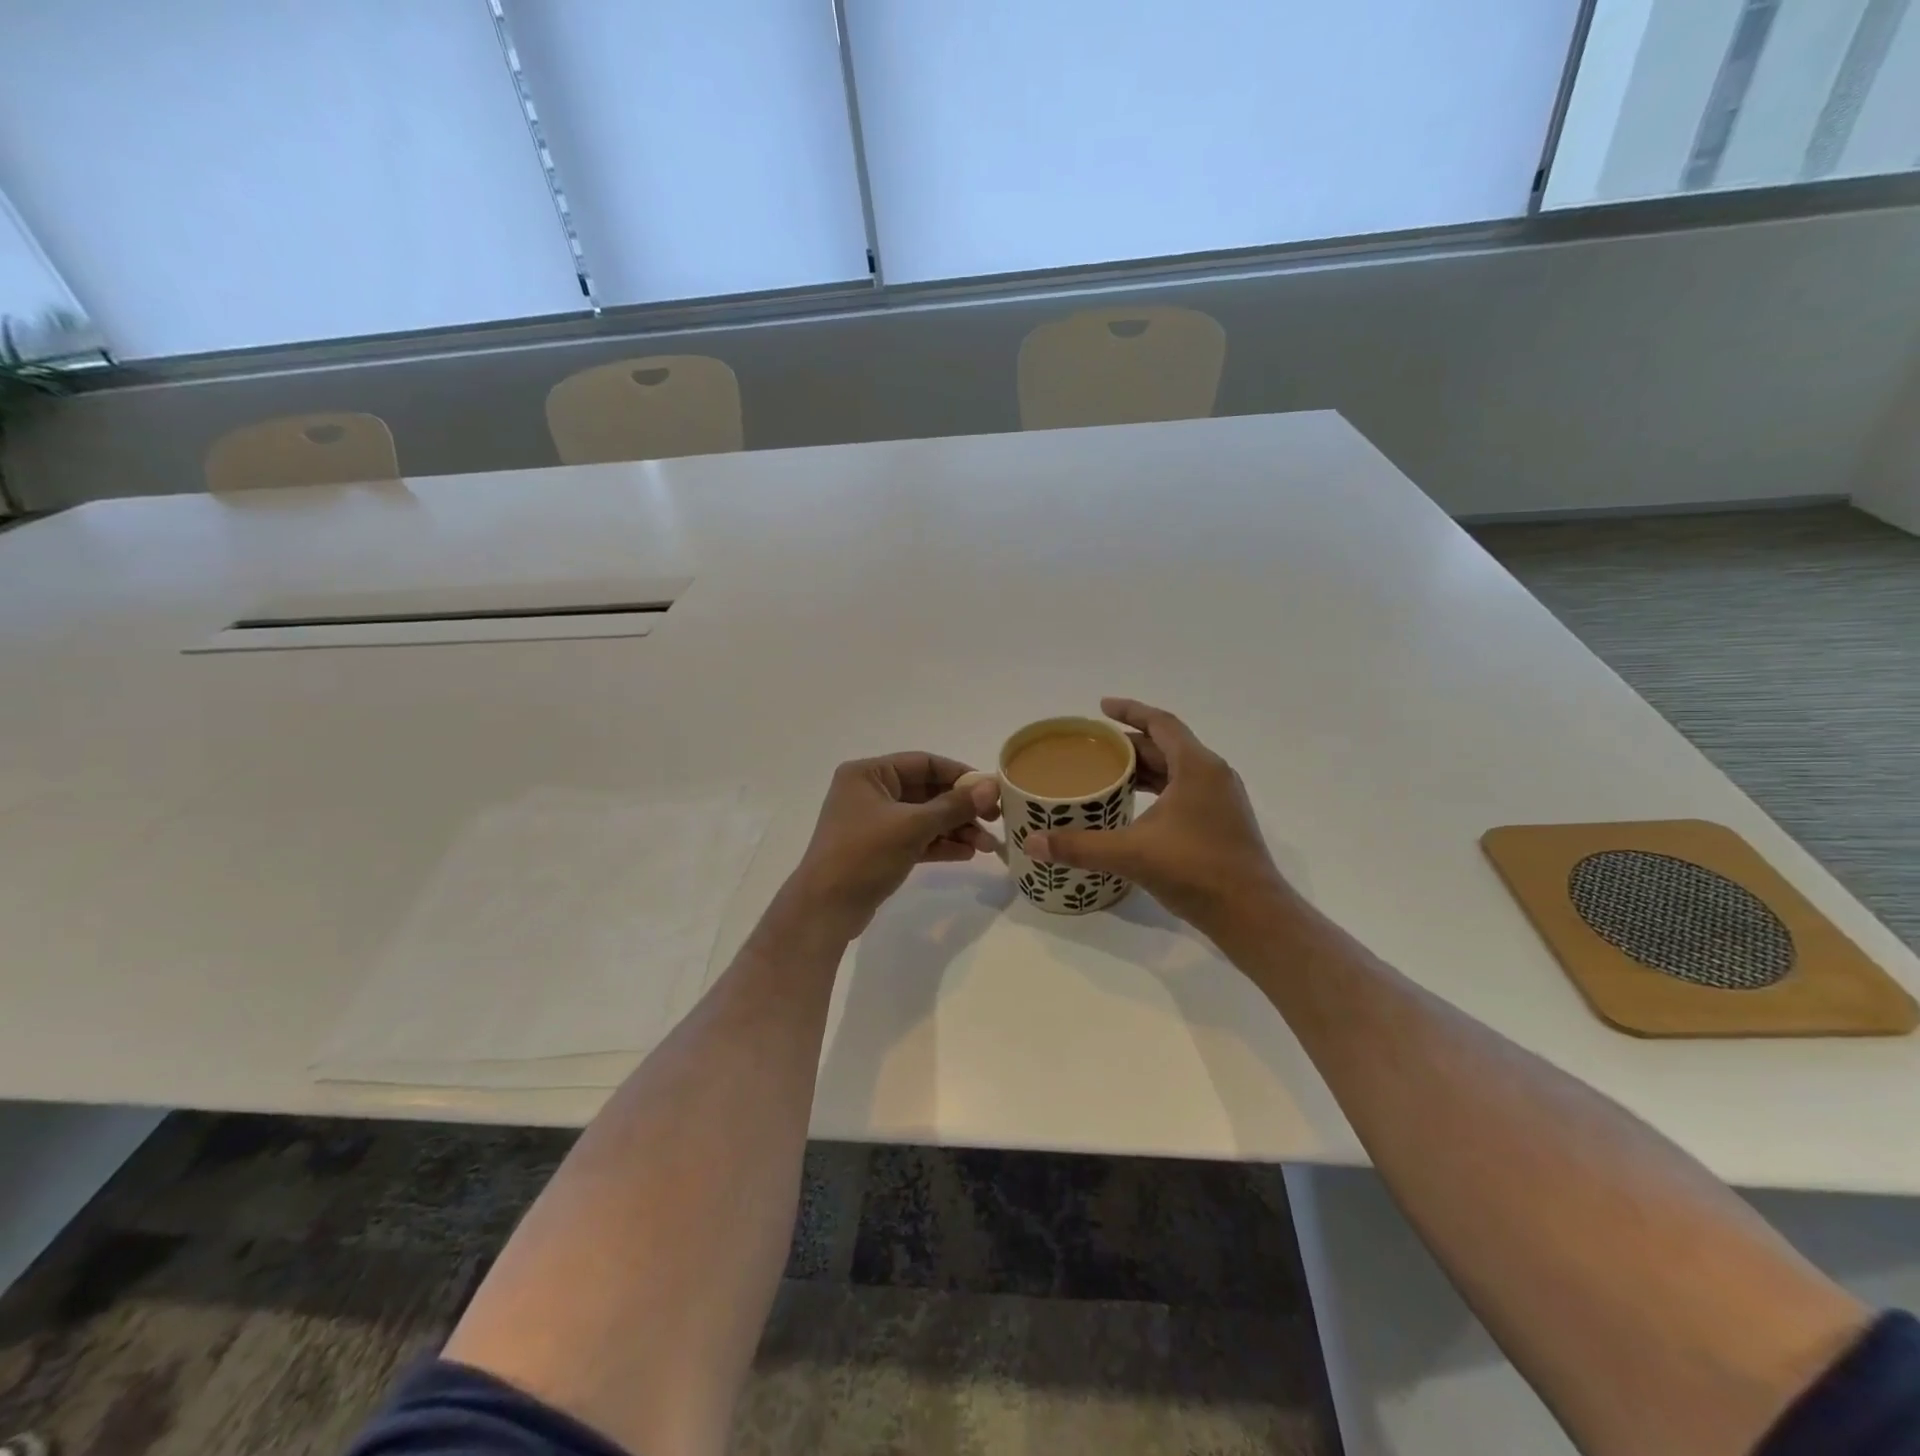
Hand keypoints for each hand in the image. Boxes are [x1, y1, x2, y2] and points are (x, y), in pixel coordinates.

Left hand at [787, 752, 1001, 935]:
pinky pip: (917, 838)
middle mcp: (870, 792)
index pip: (923, 763)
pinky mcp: (880, 849)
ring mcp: (875, 822)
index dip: (959, 774)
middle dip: (961, 808)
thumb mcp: (912, 826)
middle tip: (995, 820)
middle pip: (927, 791)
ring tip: (986, 846)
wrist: (825, 909)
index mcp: (868, 774)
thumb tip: (992, 787)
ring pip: (925, 818)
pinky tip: (967, 854)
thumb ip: (953, 806)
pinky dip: (940, 844)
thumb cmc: (863, 855)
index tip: (991, 790)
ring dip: (955, 829)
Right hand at [1024, 698, 1297, 941]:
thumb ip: (1080, 847)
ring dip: (1145, 768)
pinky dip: (1158, 789)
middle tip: (1093, 749)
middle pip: (1167, 746)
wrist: (1252, 914)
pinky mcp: (1222, 822)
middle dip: (1130, 744)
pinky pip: (1184, 790)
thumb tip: (1032, 843)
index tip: (1101, 707)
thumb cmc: (1196, 871)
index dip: (1130, 711)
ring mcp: (1221, 799)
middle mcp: (1213, 775)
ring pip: (1177, 770)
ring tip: (1108, 774)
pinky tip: (1135, 807)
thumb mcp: (1132, 854)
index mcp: (1197, 767)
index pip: (1161, 723)